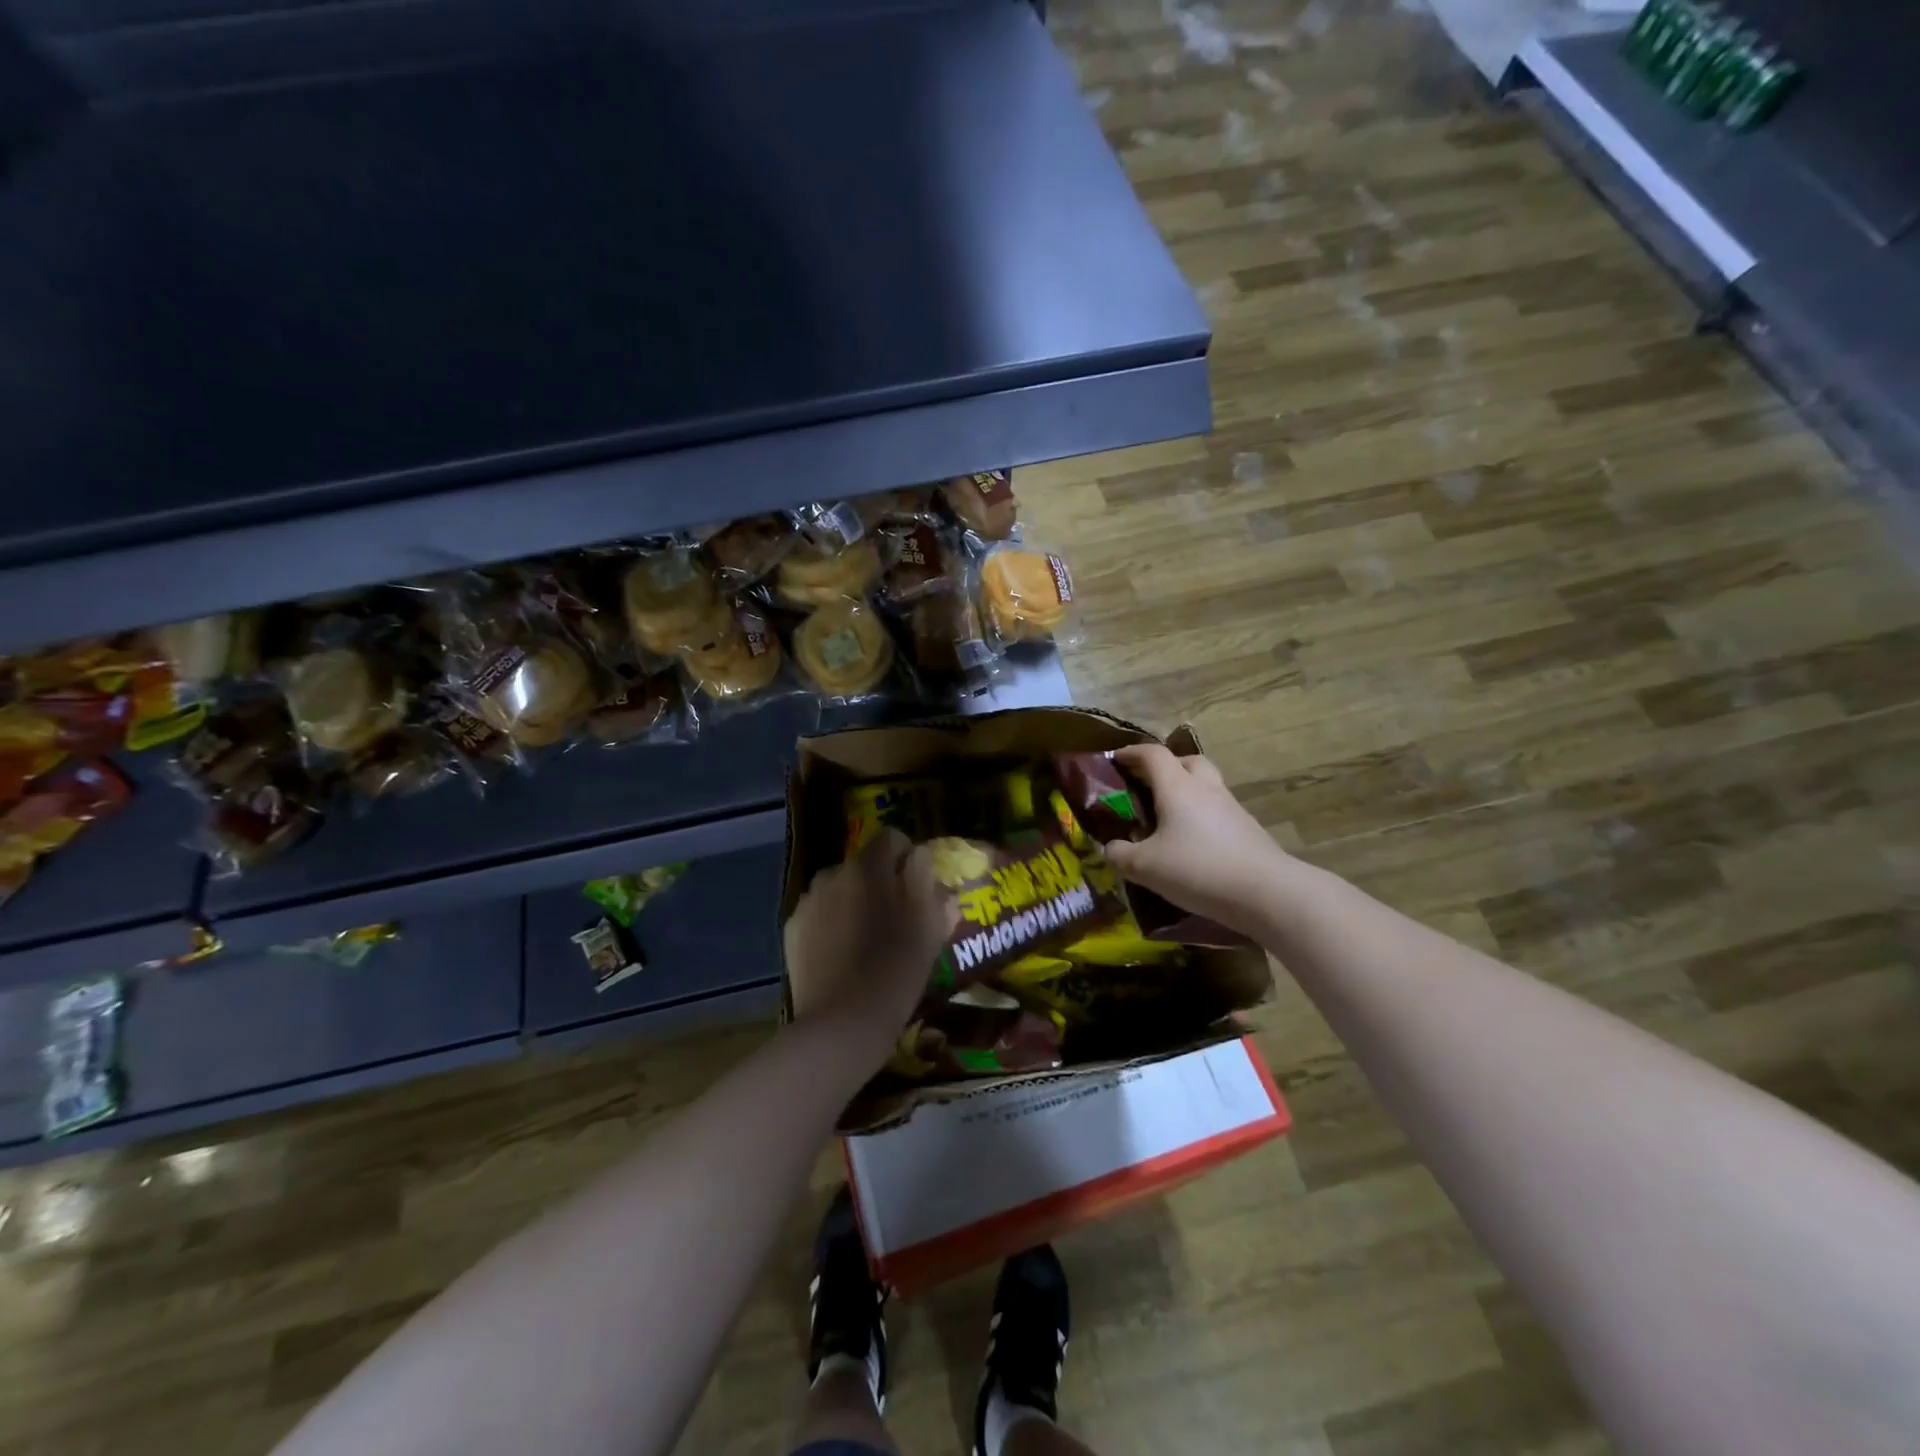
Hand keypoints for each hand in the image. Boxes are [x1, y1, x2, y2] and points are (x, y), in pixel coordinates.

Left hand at [784, 828, 956, 1043]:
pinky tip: (841, 955)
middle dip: (880, 882)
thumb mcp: (930, 930)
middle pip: (863, 865)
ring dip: (853, 902)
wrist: (843, 1022)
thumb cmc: (897, 970)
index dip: (908, 857)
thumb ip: (932, 890)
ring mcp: (809, 901)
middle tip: (896, 917)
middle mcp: (834, 873)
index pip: (892, 838)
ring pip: (839, 889)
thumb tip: (928, 869)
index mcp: (870, 867)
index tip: (919, 886)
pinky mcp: (793, 928)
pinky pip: (819, 914)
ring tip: (866, 939)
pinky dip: (830, 924)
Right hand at [1103, 744, 1296, 938]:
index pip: (1153, 754)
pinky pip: (1218, 811)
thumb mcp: (1145, 867)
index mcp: (1177, 787)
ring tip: (1167, 817)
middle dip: (1166, 767)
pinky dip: (1201, 816)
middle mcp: (1205, 788)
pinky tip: (1192, 842)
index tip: (1114, 760)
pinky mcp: (1247, 829)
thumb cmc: (1198, 869)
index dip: (1131, 753)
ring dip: (1186, 792)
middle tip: (1147, 785)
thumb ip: (1120, 854)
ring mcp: (1231, 808)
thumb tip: (1108, 848)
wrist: (1267, 892)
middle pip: (1187, 761)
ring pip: (1206, 785)